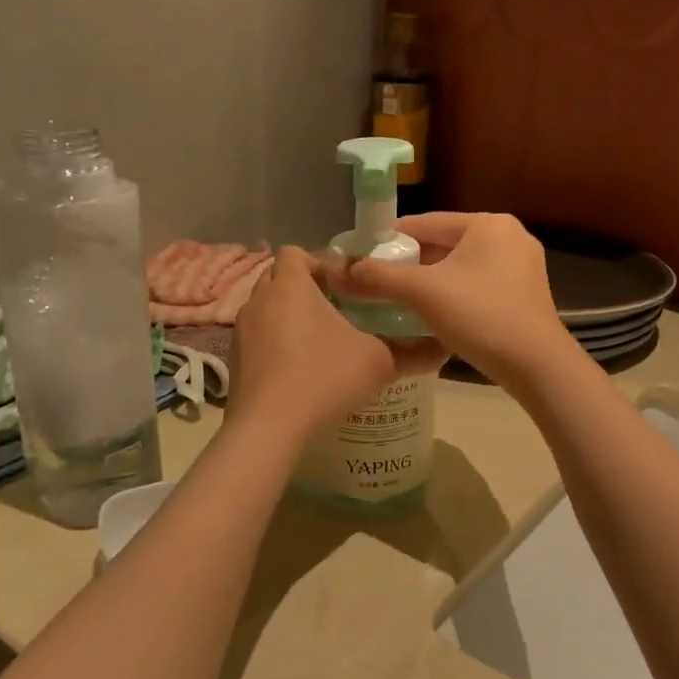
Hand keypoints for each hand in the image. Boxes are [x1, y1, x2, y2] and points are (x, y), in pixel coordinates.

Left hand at [229, 247, 435, 445]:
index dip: (320, 262)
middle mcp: (260, 299)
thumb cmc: (324, 377)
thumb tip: (442, 350)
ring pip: (266, 308)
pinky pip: (257, 337)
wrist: (269, 426)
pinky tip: (298, 369)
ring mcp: (242, 330)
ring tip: (318, 341)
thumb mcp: (378, 363)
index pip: (297, 252)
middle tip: (336, 309)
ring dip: (288, 316)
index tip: (346, 285)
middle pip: (279, 277)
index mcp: (292, 286)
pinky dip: (275, 343)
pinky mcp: (236, 359)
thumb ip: (411, 353)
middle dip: (305, 287)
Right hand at [335, 213, 576, 390]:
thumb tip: (340, 269)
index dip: (390, 238)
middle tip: (378, 282)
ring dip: (432, 281)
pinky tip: (435, 313)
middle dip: (411, 262)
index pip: (426, 222)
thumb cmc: (479, 315)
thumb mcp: (422, 293)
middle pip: (445, 244)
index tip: (362, 255)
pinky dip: (455, 294)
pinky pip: (479, 284)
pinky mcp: (527, 293)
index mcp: (487, 223)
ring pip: (462, 266)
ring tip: (400, 300)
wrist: (535, 364)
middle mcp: (510, 236)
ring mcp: (523, 266)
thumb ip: (379, 277)